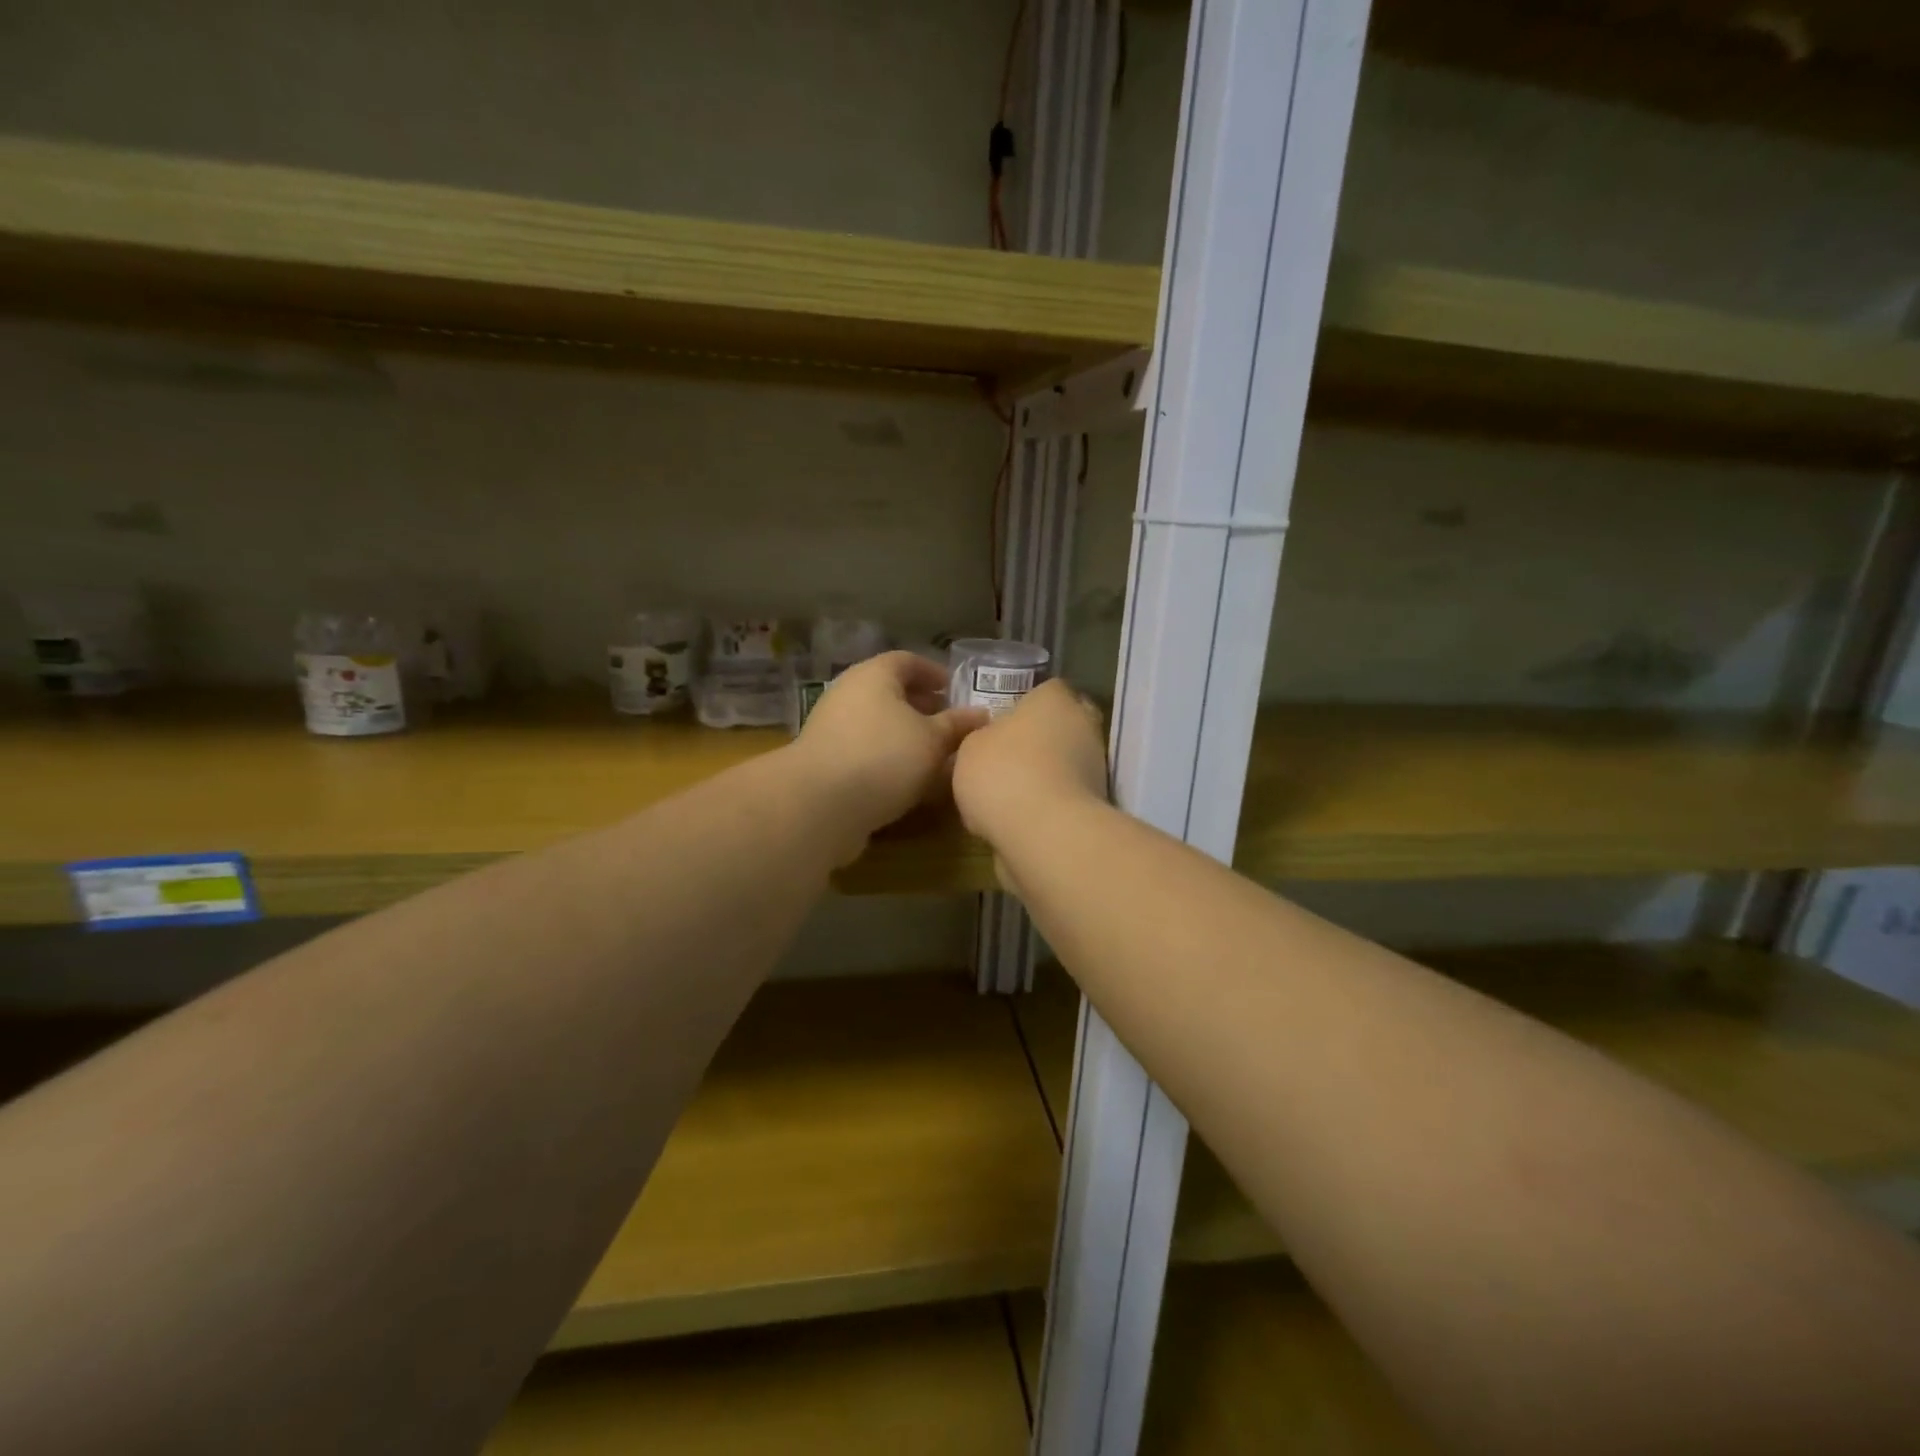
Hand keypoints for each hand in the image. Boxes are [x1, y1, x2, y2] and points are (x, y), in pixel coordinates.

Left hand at [789, 651, 988, 862]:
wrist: (819, 805)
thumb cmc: (884, 757)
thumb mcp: (932, 740)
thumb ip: (957, 725)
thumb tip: (980, 714)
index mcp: (874, 675)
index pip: (908, 661)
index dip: (934, 673)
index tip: (955, 690)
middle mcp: (849, 694)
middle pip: (891, 693)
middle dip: (923, 707)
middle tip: (950, 725)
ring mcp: (833, 729)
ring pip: (879, 725)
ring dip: (907, 737)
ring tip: (936, 757)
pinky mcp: (827, 762)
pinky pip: (866, 751)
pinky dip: (889, 759)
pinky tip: (910, 782)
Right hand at [952, 680, 1108, 860]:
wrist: (1045, 832)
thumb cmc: (1002, 773)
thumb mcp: (970, 748)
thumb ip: (983, 738)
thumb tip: (993, 742)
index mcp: (1054, 699)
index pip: (1048, 690)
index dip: (1026, 704)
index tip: (1005, 723)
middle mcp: (1083, 725)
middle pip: (1063, 724)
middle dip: (1040, 738)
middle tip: (1007, 757)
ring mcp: (1096, 766)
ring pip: (1066, 762)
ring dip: (1045, 774)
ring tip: (1008, 795)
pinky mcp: (1098, 804)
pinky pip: (1066, 795)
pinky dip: (1049, 803)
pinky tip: (1021, 818)